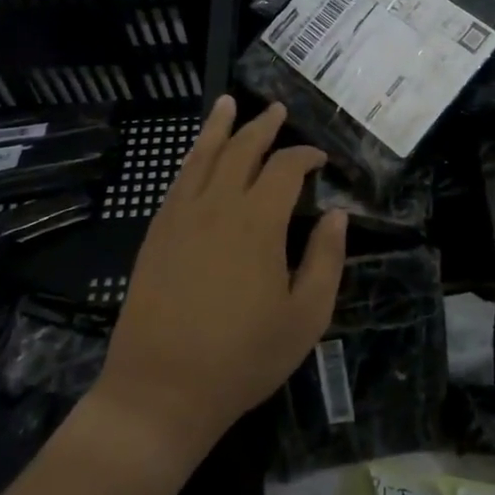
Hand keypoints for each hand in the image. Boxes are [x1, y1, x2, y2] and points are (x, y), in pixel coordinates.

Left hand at [95, 97, 347, 464]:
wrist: (161, 390)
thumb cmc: (243, 358)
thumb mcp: (305, 317)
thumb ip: (326, 260)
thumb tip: (338, 215)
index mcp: (258, 223)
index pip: (285, 169)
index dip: (305, 156)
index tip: (319, 160)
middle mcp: (217, 206)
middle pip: (241, 150)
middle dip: (263, 127)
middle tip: (278, 112)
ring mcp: (180, 217)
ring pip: (202, 156)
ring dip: (219, 127)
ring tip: (229, 104)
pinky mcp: (156, 234)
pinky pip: (177, 181)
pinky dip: (192, 158)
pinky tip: (197, 154)